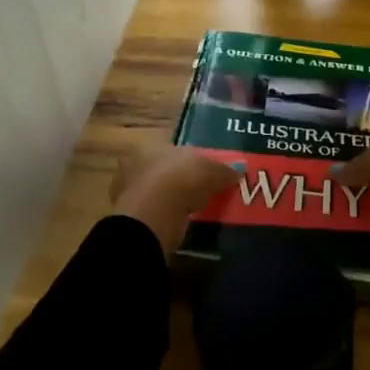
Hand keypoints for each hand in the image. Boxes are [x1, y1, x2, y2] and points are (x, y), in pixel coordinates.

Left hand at [109, 142, 239, 255]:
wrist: (156, 211)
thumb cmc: (183, 178)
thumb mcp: (212, 171)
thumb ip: (224, 170)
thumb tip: (239, 171)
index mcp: (154, 146)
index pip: (174, 151)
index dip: (191, 162)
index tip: (205, 174)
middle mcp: (137, 164)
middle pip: (164, 171)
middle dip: (179, 181)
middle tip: (200, 193)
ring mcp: (130, 191)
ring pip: (157, 193)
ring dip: (171, 201)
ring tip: (192, 211)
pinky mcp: (131, 217)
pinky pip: (155, 214)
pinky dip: (166, 218)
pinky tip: (180, 224)